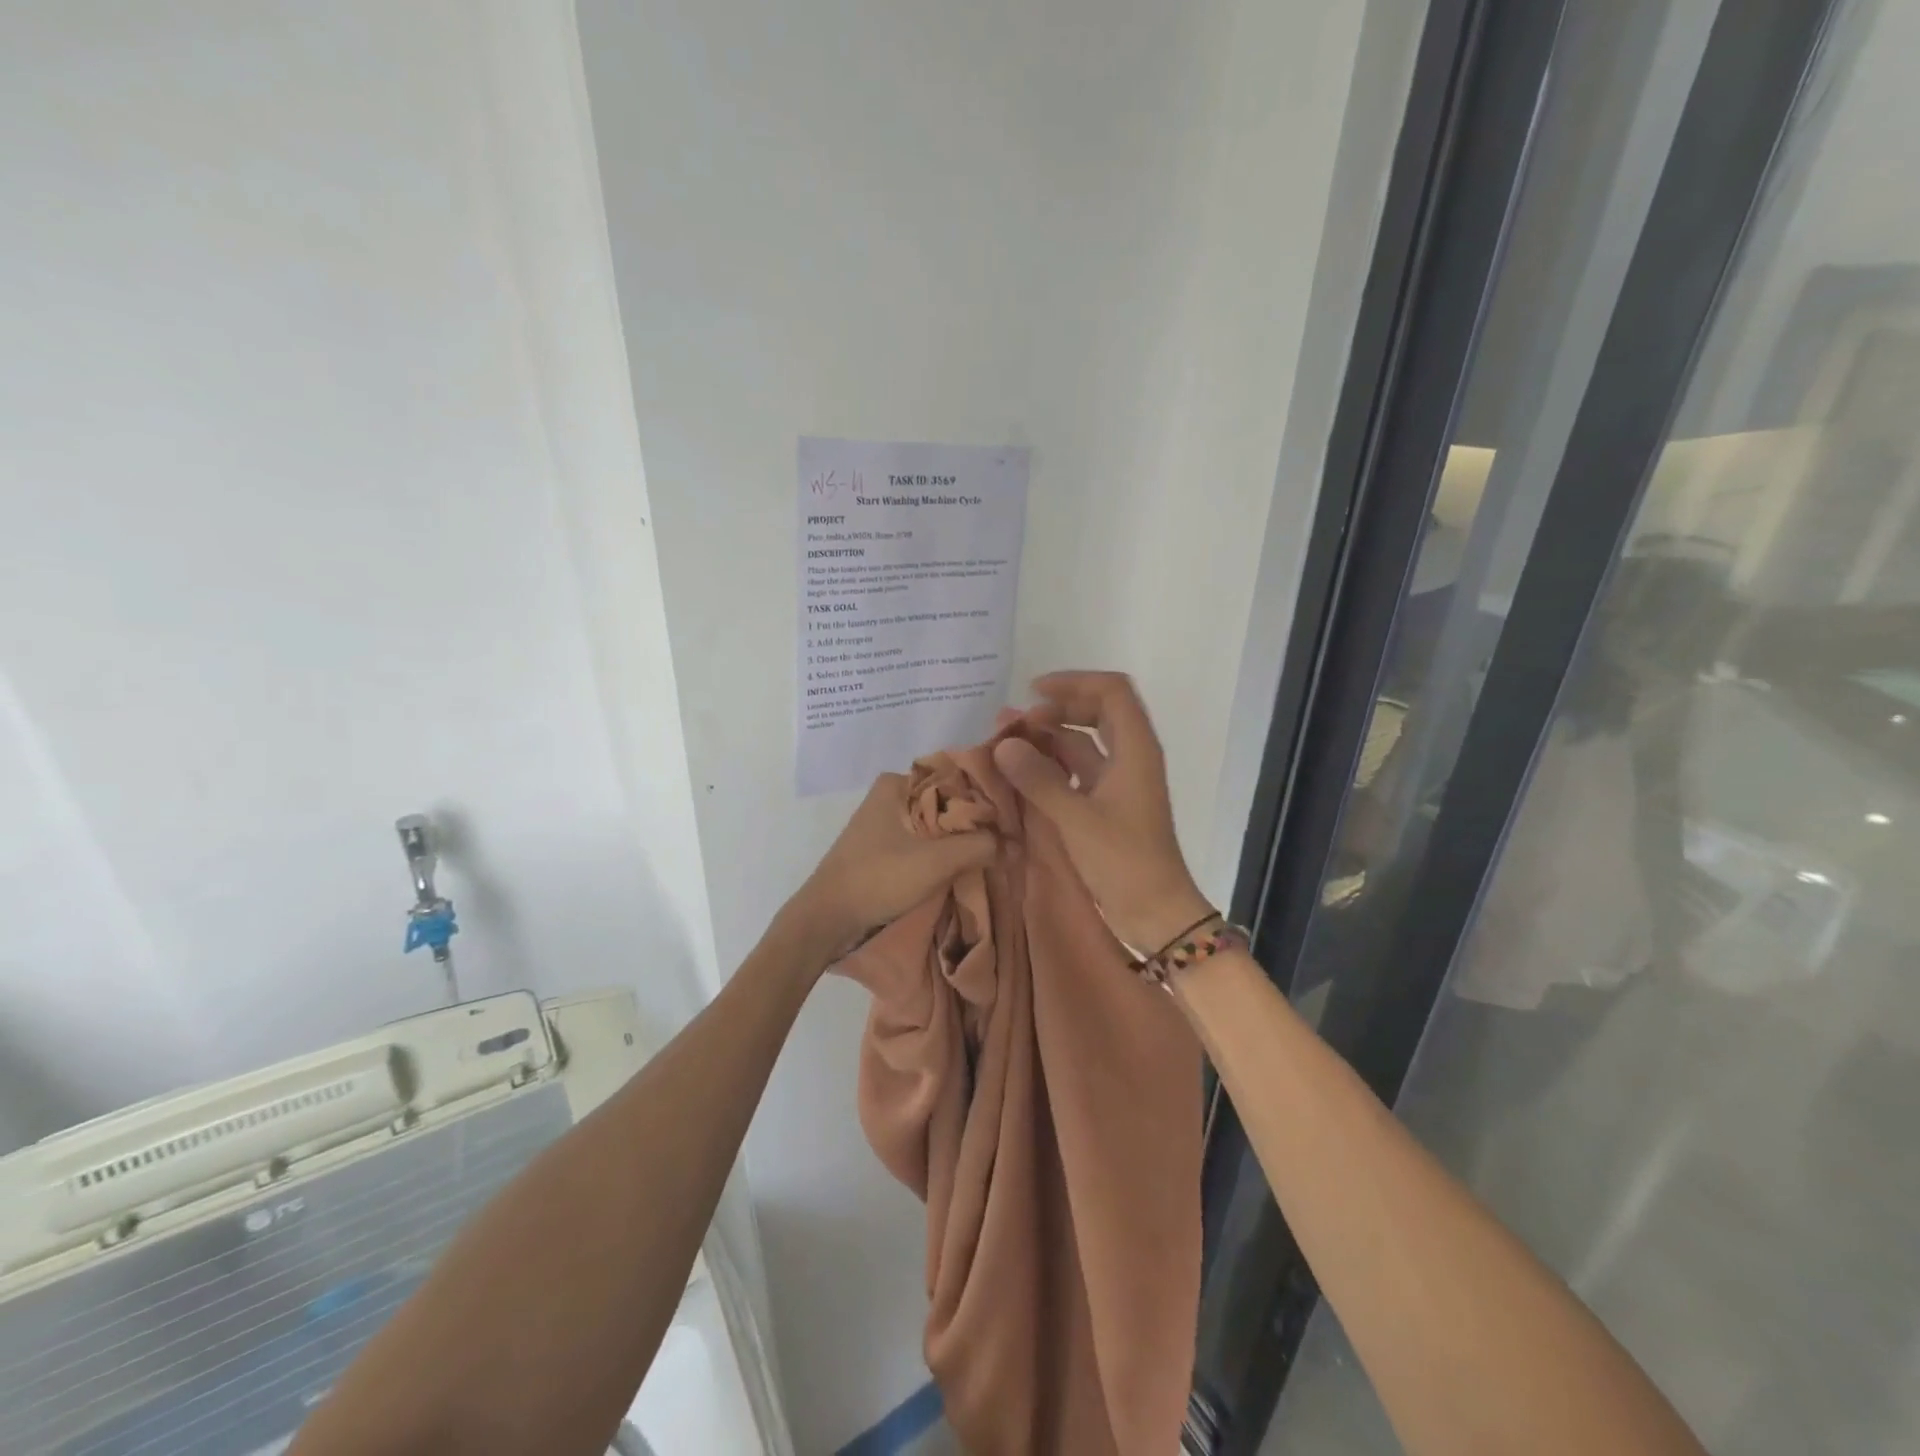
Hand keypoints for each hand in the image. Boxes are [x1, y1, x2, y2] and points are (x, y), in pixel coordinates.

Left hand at [789, 772, 996, 957]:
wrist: (827, 919)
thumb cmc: (878, 879)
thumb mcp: (936, 862)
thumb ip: (979, 846)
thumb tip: (1014, 844)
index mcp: (897, 783)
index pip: (955, 779)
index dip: (986, 799)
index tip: (1013, 820)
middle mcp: (890, 795)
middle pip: (946, 802)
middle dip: (974, 822)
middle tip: (1009, 841)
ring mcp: (885, 822)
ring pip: (936, 824)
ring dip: (960, 840)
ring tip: (994, 854)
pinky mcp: (883, 847)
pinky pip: (923, 841)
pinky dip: (943, 852)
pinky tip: (966, 866)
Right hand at [992, 671, 1212, 950]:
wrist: (1155, 912)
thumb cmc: (1123, 861)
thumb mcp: (1076, 818)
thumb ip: (1039, 779)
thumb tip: (1003, 744)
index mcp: (1135, 749)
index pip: (1111, 691)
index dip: (1074, 682)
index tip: (1033, 692)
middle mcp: (1130, 757)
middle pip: (1097, 711)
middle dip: (1055, 709)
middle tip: (1015, 721)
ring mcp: (1119, 782)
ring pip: (1084, 743)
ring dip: (1049, 738)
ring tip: (1006, 742)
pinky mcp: (1107, 806)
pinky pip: (1078, 772)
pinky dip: (1051, 766)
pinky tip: (1021, 773)